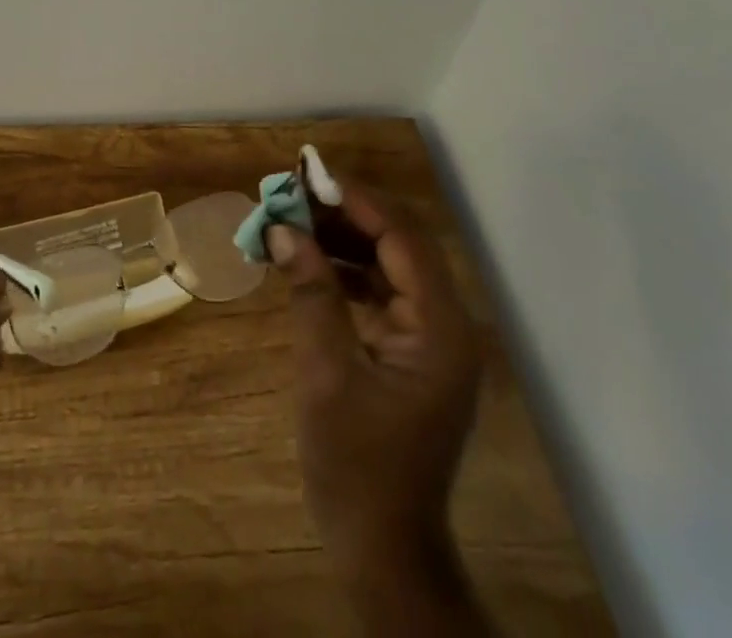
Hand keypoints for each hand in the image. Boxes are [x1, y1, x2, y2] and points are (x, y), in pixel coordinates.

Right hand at [267, 181, 486, 634]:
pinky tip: (308, 263)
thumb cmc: (356, 468)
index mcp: (440, 328)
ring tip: (293, 220)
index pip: (402, 238)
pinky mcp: (412, 352)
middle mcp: (445, 324)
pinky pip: (381, 292)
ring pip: (389, 264)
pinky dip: (346, 272)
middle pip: (399, 244)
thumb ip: (311, 294)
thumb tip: (285, 231)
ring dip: (343, 240)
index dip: (356, 201)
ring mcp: (430, 339)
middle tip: (294, 194)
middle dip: (346, 215)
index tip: (309, 177)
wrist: (383, 552)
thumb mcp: (326, 375)